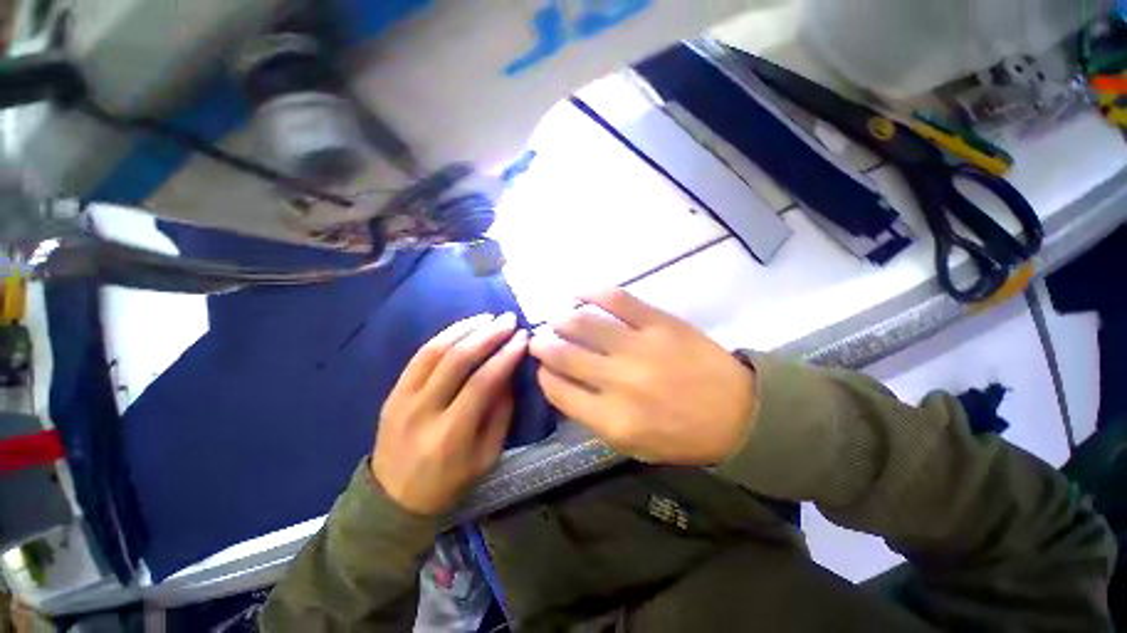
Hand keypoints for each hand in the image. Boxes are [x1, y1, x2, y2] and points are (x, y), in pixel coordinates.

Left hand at [372, 313, 527, 515]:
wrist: (393, 499)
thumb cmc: (449, 482)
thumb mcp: (487, 456)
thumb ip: (501, 412)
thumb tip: (508, 372)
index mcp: (450, 435)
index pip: (482, 383)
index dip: (505, 357)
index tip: (523, 339)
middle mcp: (423, 412)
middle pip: (457, 360)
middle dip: (488, 335)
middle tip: (509, 320)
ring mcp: (402, 399)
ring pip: (435, 351)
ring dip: (466, 329)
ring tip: (489, 318)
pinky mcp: (393, 391)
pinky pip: (420, 355)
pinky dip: (445, 336)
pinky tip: (464, 327)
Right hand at [530, 289, 755, 465]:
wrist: (738, 412)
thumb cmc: (682, 435)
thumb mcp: (632, 444)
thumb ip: (593, 417)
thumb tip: (562, 384)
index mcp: (612, 420)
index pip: (558, 390)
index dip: (542, 375)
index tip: (540, 367)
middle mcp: (619, 382)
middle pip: (563, 355)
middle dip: (541, 344)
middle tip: (537, 339)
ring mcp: (639, 347)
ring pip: (583, 324)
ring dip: (560, 319)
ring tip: (556, 318)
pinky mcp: (658, 322)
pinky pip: (616, 299)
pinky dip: (590, 292)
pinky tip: (577, 293)